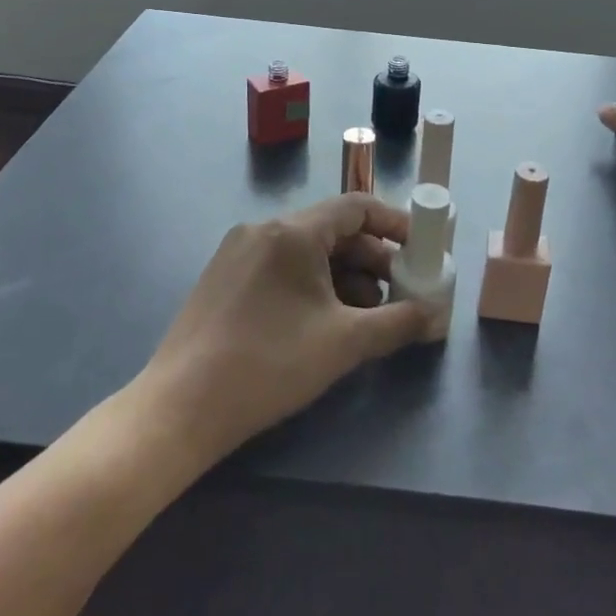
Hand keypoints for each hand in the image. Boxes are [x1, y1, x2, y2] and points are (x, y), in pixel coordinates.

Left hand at [139, 194, 435, 462]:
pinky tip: (323, 322)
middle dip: (372, 260)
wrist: (180, 408)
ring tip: (365, 316)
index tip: (422, 247)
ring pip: (306, 251)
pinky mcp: (223, 277)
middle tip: (399, 292)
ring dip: (344, 277)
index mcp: (292, 231)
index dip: (394, 224)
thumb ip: (397, 323)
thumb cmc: (269, 365)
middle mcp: (263, 229)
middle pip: (332, 230)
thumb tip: (436, 315)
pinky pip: (281, 267)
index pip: (356, 207)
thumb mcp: (343, 344)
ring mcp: (238, 252)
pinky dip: (312, 285)